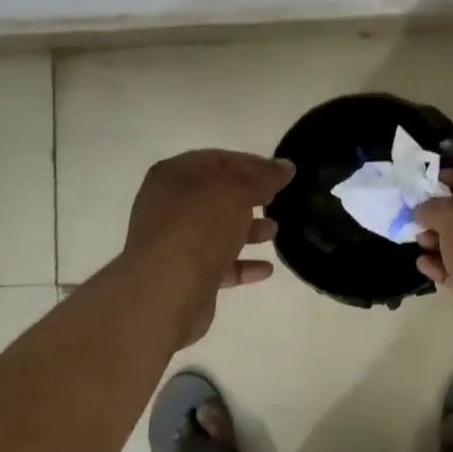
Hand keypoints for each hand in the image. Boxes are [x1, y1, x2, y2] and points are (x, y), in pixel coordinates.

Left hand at [123, 149, 294, 344]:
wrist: (166, 291)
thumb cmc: (198, 227)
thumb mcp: (237, 192)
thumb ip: (263, 177)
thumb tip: (285, 166)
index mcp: (173, 176)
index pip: (217, 160)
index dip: (251, 164)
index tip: (281, 174)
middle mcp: (168, 206)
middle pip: (216, 195)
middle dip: (250, 198)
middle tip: (277, 201)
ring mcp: (174, 242)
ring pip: (217, 230)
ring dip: (248, 230)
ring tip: (274, 232)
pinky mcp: (184, 274)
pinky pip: (218, 264)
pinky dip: (242, 264)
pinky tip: (266, 269)